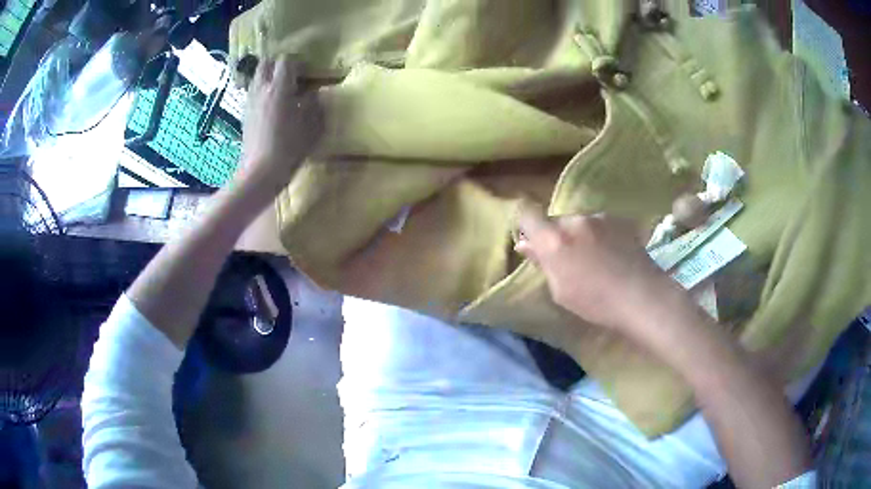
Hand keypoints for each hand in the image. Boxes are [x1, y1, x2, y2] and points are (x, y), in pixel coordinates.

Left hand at [239, 54, 323, 195]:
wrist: (259, 173)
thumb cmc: (288, 148)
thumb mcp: (311, 126)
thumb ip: (314, 105)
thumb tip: (313, 94)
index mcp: (279, 88)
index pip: (286, 60)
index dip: (297, 61)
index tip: (307, 70)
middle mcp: (261, 89)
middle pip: (266, 63)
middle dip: (278, 63)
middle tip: (291, 74)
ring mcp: (250, 101)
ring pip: (257, 77)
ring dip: (268, 76)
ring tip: (280, 88)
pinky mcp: (244, 114)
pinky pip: (253, 92)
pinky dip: (262, 91)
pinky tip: (271, 105)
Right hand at [515, 207, 671, 331]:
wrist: (641, 296)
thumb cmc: (595, 302)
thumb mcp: (560, 290)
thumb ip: (542, 262)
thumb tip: (525, 244)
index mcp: (554, 239)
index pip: (527, 214)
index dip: (526, 225)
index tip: (533, 242)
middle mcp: (574, 220)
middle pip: (556, 220)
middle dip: (557, 236)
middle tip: (569, 260)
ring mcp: (599, 217)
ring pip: (579, 222)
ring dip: (580, 235)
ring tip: (596, 260)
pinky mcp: (619, 219)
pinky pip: (600, 224)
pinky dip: (600, 235)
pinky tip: (612, 255)